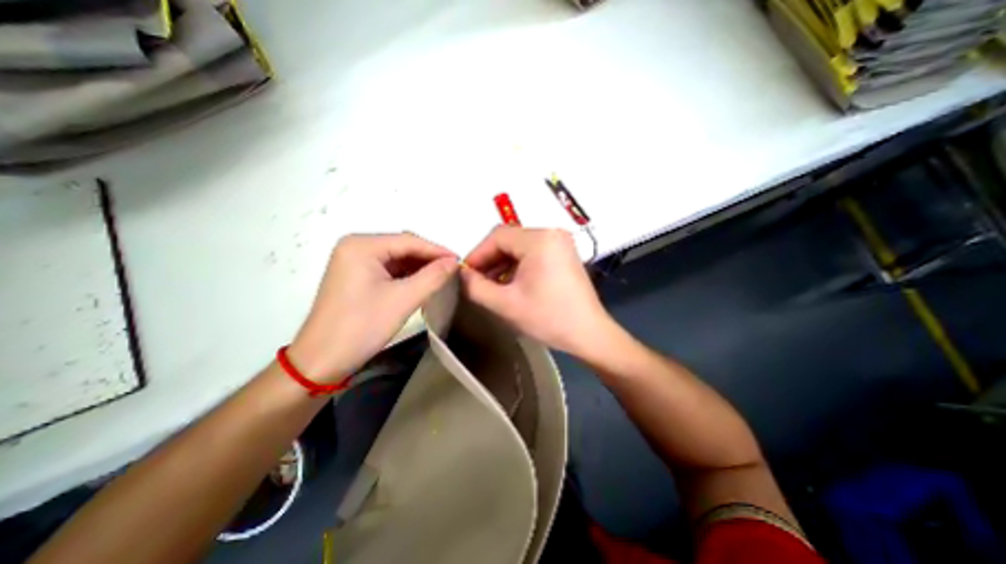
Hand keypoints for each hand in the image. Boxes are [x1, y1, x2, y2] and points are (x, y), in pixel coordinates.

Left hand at [288, 231, 458, 381]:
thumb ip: (433, 277)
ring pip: (397, 259)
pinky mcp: (356, 276)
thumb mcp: (403, 300)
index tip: (461, 262)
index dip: (437, 251)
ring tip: (442, 277)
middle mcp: (356, 247)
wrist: (322, 361)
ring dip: (419, 268)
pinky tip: (422, 283)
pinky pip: (388, 270)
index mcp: (362, 246)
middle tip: (453, 271)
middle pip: (402, 247)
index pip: (409, 241)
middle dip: (428, 259)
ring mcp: (354, 261)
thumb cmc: (362, 326)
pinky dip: (407, 276)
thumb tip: (455, 262)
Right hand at [459, 226, 617, 357]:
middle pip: (509, 240)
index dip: (477, 254)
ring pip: (520, 247)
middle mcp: (552, 233)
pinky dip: (518, 266)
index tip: (464, 274)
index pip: (497, 236)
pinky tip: (510, 283)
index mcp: (540, 239)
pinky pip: (533, 253)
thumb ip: (475, 286)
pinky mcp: (564, 254)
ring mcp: (560, 243)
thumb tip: (461, 274)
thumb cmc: (548, 318)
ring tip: (491, 285)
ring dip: (502, 264)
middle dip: (489, 260)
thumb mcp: (505, 304)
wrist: (588, 334)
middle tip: (476, 281)